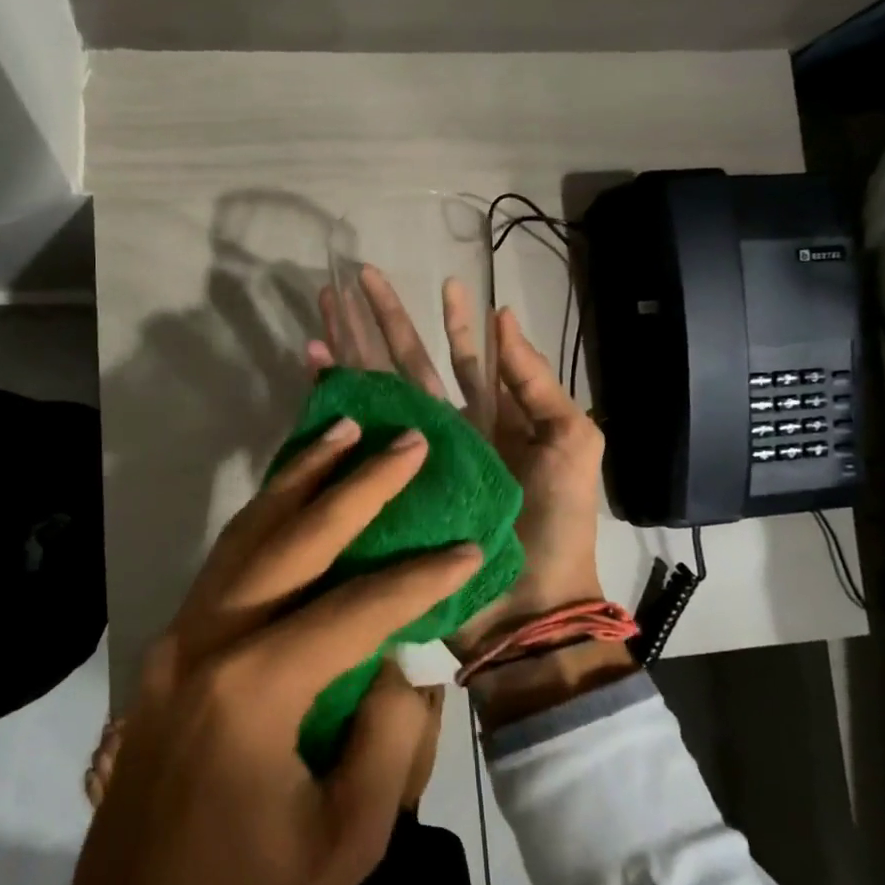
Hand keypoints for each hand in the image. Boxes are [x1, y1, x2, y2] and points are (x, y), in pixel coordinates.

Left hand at [0, 421, 476, 884]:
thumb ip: (389, 736)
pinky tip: (290, 498)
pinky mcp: (166, 652)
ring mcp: (177, 639)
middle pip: (292, 539)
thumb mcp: (346, 840)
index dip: (419, 577)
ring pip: (245, 534)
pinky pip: (223, 565)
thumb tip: (401, 661)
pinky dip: (262, 518)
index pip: (355, 609)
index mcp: (254, 687)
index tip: (470, 545)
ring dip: (298, 480)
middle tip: (401, 440)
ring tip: (340, 432)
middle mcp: (208, 640)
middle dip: (355, 484)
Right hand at [311, 266, 607, 650]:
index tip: (444, 284)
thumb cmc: (555, 520)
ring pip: (377, 389)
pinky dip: (333, 399)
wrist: (524, 607)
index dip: (453, 322)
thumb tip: (504, 317)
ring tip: (325, 308)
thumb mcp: (570, 441)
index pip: (464, 359)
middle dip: (385, 320)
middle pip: (409, 363)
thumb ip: (536, 381)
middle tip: (360, 278)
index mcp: (490, 419)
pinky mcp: (384, 481)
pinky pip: (357, 433)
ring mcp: (411, 455)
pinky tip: (314, 368)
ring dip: (351, 348)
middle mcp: (445, 430)